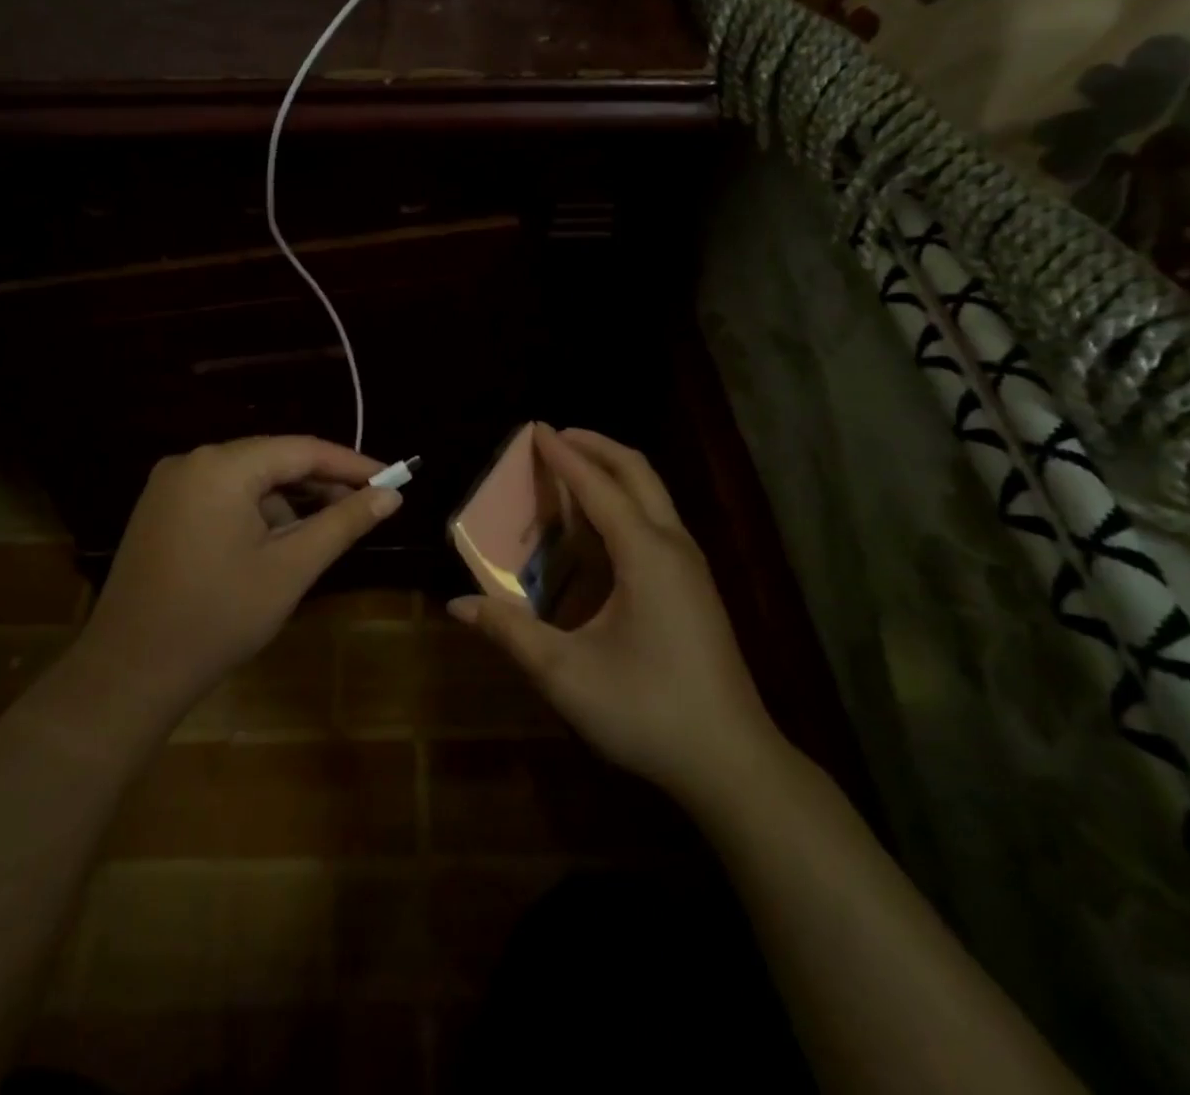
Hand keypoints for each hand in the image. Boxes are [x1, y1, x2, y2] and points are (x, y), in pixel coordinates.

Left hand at [77, 437, 401, 720]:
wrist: (129, 672)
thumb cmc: (218, 617)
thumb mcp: (291, 568)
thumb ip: (343, 523)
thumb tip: (391, 495)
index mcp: (221, 467)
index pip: (302, 450)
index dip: (351, 464)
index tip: (392, 479)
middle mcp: (191, 462)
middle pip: (273, 461)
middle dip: (320, 484)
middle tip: (366, 507)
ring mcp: (170, 486)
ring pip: (248, 481)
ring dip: (288, 503)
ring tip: (319, 537)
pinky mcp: (160, 511)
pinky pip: (222, 497)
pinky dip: (255, 513)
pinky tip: (274, 546)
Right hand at [450, 427, 783, 806]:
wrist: (732, 761)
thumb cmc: (646, 710)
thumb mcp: (566, 674)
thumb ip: (510, 632)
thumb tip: (458, 605)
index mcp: (645, 554)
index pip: (598, 486)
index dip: (563, 455)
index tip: (535, 428)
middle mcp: (674, 546)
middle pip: (637, 472)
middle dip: (596, 446)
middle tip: (555, 438)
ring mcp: (691, 566)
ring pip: (654, 495)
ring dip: (613, 472)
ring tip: (572, 472)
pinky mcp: (696, 587)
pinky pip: (658, 521)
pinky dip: (625, 502)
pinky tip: (600, 528)